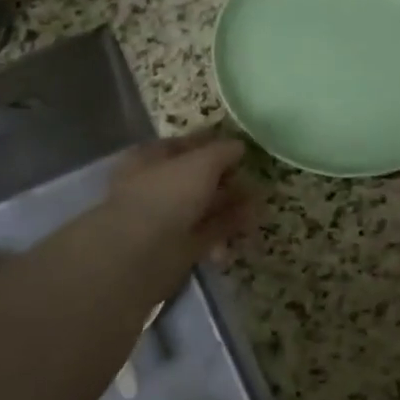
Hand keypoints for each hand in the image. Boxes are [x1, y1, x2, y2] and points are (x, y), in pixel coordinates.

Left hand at [109, 129, 252, 265]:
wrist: (140, 255)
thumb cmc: (167, 194)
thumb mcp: (201, 162)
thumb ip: (223, 151)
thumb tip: (239, 146)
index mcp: (149, 158)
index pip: (184, 145)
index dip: (212, 144)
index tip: (241, 149)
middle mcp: (156, 186)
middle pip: (197, 177)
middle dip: (227, 179)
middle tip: (256, 181)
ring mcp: (166, 219)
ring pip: (204, 206)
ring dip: (232, 205)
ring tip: (259, 206)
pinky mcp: (178, 247)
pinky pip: (208, 232)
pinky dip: (228, 228)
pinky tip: (249, 226)